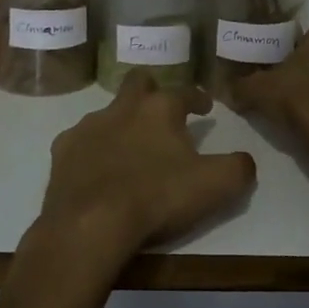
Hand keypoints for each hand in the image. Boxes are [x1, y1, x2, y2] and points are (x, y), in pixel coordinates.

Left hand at [36, 71, 257, 266]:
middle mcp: (123, 107)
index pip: (185, 92)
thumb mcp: (215, 186)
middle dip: (152, 89)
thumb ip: (238, 168)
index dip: (198, 98)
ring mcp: (88, 127)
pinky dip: (93, 150)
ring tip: (130, 147)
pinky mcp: (63, 151)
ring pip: (108, 112)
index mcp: (160, 109)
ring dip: (121, 123)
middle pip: (139, 82)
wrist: (90, 225)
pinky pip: (81, 142)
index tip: (205, 107)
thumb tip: (245, 160)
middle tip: (162, 108)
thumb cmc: (156, 198)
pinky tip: (98, 169)